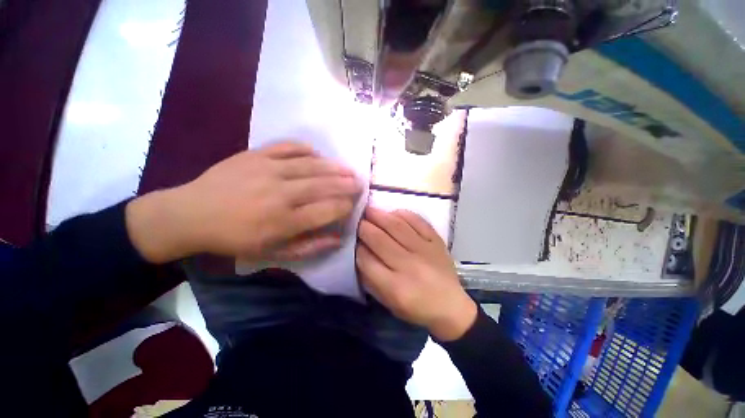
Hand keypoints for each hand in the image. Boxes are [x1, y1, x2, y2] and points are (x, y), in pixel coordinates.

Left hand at [127, 142, 360, 262]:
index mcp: (284, 221)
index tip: (352, 205)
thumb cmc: (235, 239)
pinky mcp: (256, 154)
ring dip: (334, 167)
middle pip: (324, 185)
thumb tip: (338, 238)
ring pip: (312, 166)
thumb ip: (309, 246)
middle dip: (347, 184)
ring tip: (349, 169)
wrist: (190, 214)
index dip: (345, 206)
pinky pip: (288, 147)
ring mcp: (268, 170)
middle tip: (360, 182)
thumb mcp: (273, 253)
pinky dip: (306, 149)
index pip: (327, 210)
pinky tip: (317, 154)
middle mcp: (281, 194)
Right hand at [356, 207, 476, 340]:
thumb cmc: (416, 308)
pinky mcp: (436, 241)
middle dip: (364, 227)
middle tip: (357, 219)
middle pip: (379, 240)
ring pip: (397, 227)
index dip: (357, 247)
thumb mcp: (389, 302)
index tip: (353, 239)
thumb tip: (359, 252)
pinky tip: (393, 212)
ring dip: (380, 216)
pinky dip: (403, 214)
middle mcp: (409, 266)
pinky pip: (418, 222)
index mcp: (395, 287)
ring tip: (369, 210)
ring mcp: (424, 250)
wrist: (451, 306)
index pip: (367, 260)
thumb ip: (371, 279)